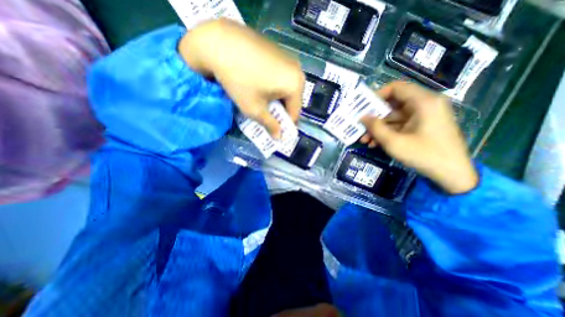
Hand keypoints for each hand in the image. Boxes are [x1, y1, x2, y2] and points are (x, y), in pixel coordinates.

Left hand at [179, 19, 304, 137]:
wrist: (218, 41)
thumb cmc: (240, 80)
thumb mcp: (255, 109)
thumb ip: (270, 125)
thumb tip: (279, 137)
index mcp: (295, 84)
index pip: (295, 113)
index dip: (285, 126)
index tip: (276, 133)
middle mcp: (297, 70)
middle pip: (292, 100)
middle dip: (280, 112)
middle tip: (267, 118)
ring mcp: (288, 59)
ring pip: (286, 89)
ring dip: (277, 100)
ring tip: (262, 103)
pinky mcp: (278, 52)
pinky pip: (281, 77)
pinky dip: (274, 87)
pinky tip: (260, 86)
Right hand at [362, 81, 475, 192]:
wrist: (452, 175)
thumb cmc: (424, 155)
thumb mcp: (394, 142)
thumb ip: (375, 127)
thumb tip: (362, 117)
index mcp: (423, 102)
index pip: (396, 88)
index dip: (377, 95)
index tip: (363, 107)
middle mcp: (424, 105)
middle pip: (393, 104)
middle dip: (374, 117)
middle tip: (360, 126)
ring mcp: (423, 116)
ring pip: (394, 117)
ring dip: (378, 128)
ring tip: (364, 140)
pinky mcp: (422, 126)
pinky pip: (400, 125)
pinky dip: (387, 132)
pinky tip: (374, 144)